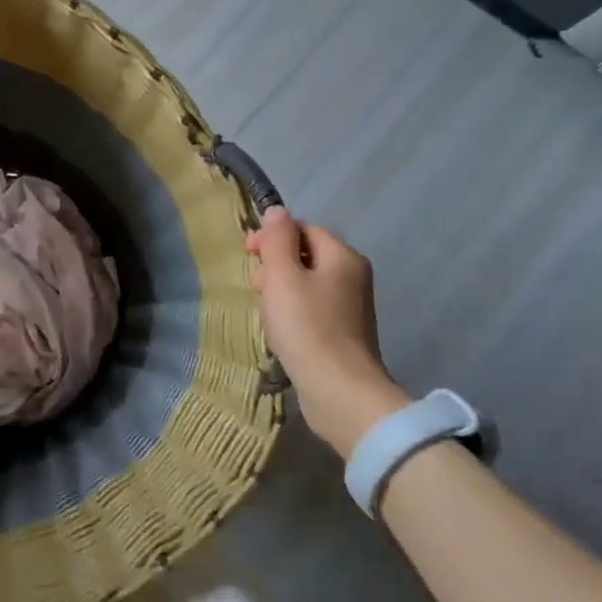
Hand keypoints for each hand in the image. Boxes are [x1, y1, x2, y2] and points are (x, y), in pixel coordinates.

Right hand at [246, 208, 407, 459]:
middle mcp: (352, 275)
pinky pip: (310, 307)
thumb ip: (277, 240)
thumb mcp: (282, 276)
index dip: (273, 235)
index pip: (303, 228)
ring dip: (279, 290)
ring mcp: (349, 306)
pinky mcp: (342, 332)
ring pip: (304, 282)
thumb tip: (277, 211)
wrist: (338, 389)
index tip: (249, 253)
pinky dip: (291, 311)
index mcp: (342, 256)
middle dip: (274, 265)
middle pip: (304, 254)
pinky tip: (279, 328)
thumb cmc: (306, 326)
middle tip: (257, 287)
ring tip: (265, 311)